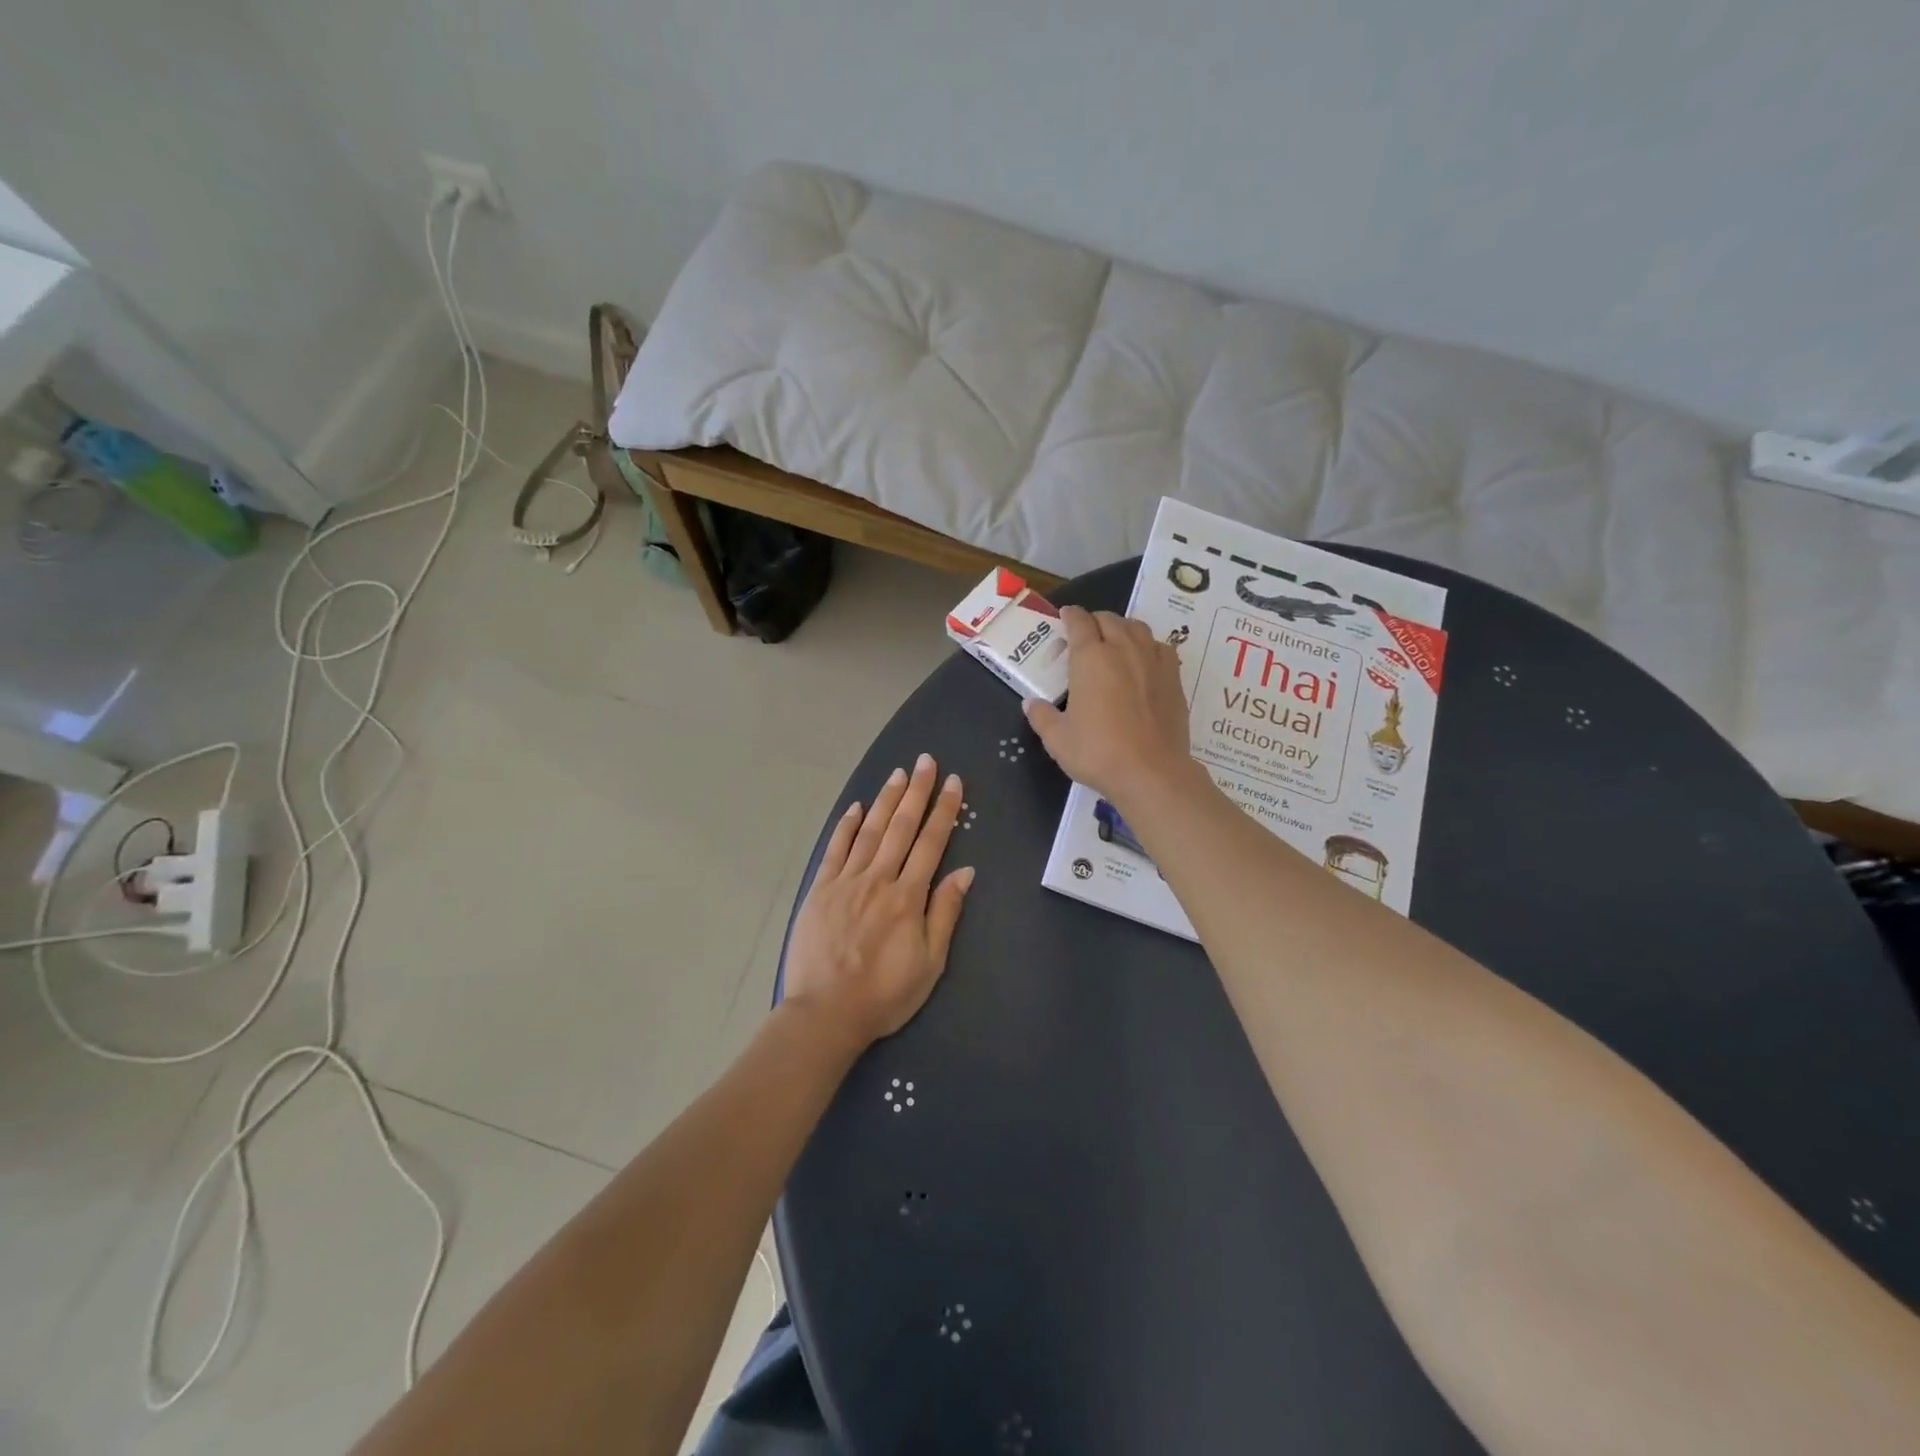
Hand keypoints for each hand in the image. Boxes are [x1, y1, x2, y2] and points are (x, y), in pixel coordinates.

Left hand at [783, 754, 974, 1047]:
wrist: (826, 1013)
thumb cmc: (885, 994)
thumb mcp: (930, 963)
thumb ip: (945, 913)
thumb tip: (964, 872)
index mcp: (908, 897)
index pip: (931, 843)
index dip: (943, 810)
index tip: (952, 782)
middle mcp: (878, 879)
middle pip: (901, 827)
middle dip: (916, 792)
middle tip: (926, 761)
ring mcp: (846, 882)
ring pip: (870, 831)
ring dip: (886, 800)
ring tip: (898, 774)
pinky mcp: (820, 890)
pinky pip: (835, 850)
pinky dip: (847, 826)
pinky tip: (857, 807)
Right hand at [1024, 606, 1193, 808]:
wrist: (1151, 772)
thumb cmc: (1098, 753)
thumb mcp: (1057, 739)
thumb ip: (1042, 717)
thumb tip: (1031, 704)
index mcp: (1090, 658)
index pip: (1079, 622)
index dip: (1070, 616)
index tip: (1065, 617)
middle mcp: (1123, 649)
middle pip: (1109, 619)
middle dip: (1094, 621)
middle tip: (1085, 634)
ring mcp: (1152, 661)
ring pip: (1137, 627)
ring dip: (1122, 628)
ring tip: (1114, 641)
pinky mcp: (1174, 677)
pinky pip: (1160, 647)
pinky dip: (1148, 645)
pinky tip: (1143, 660)